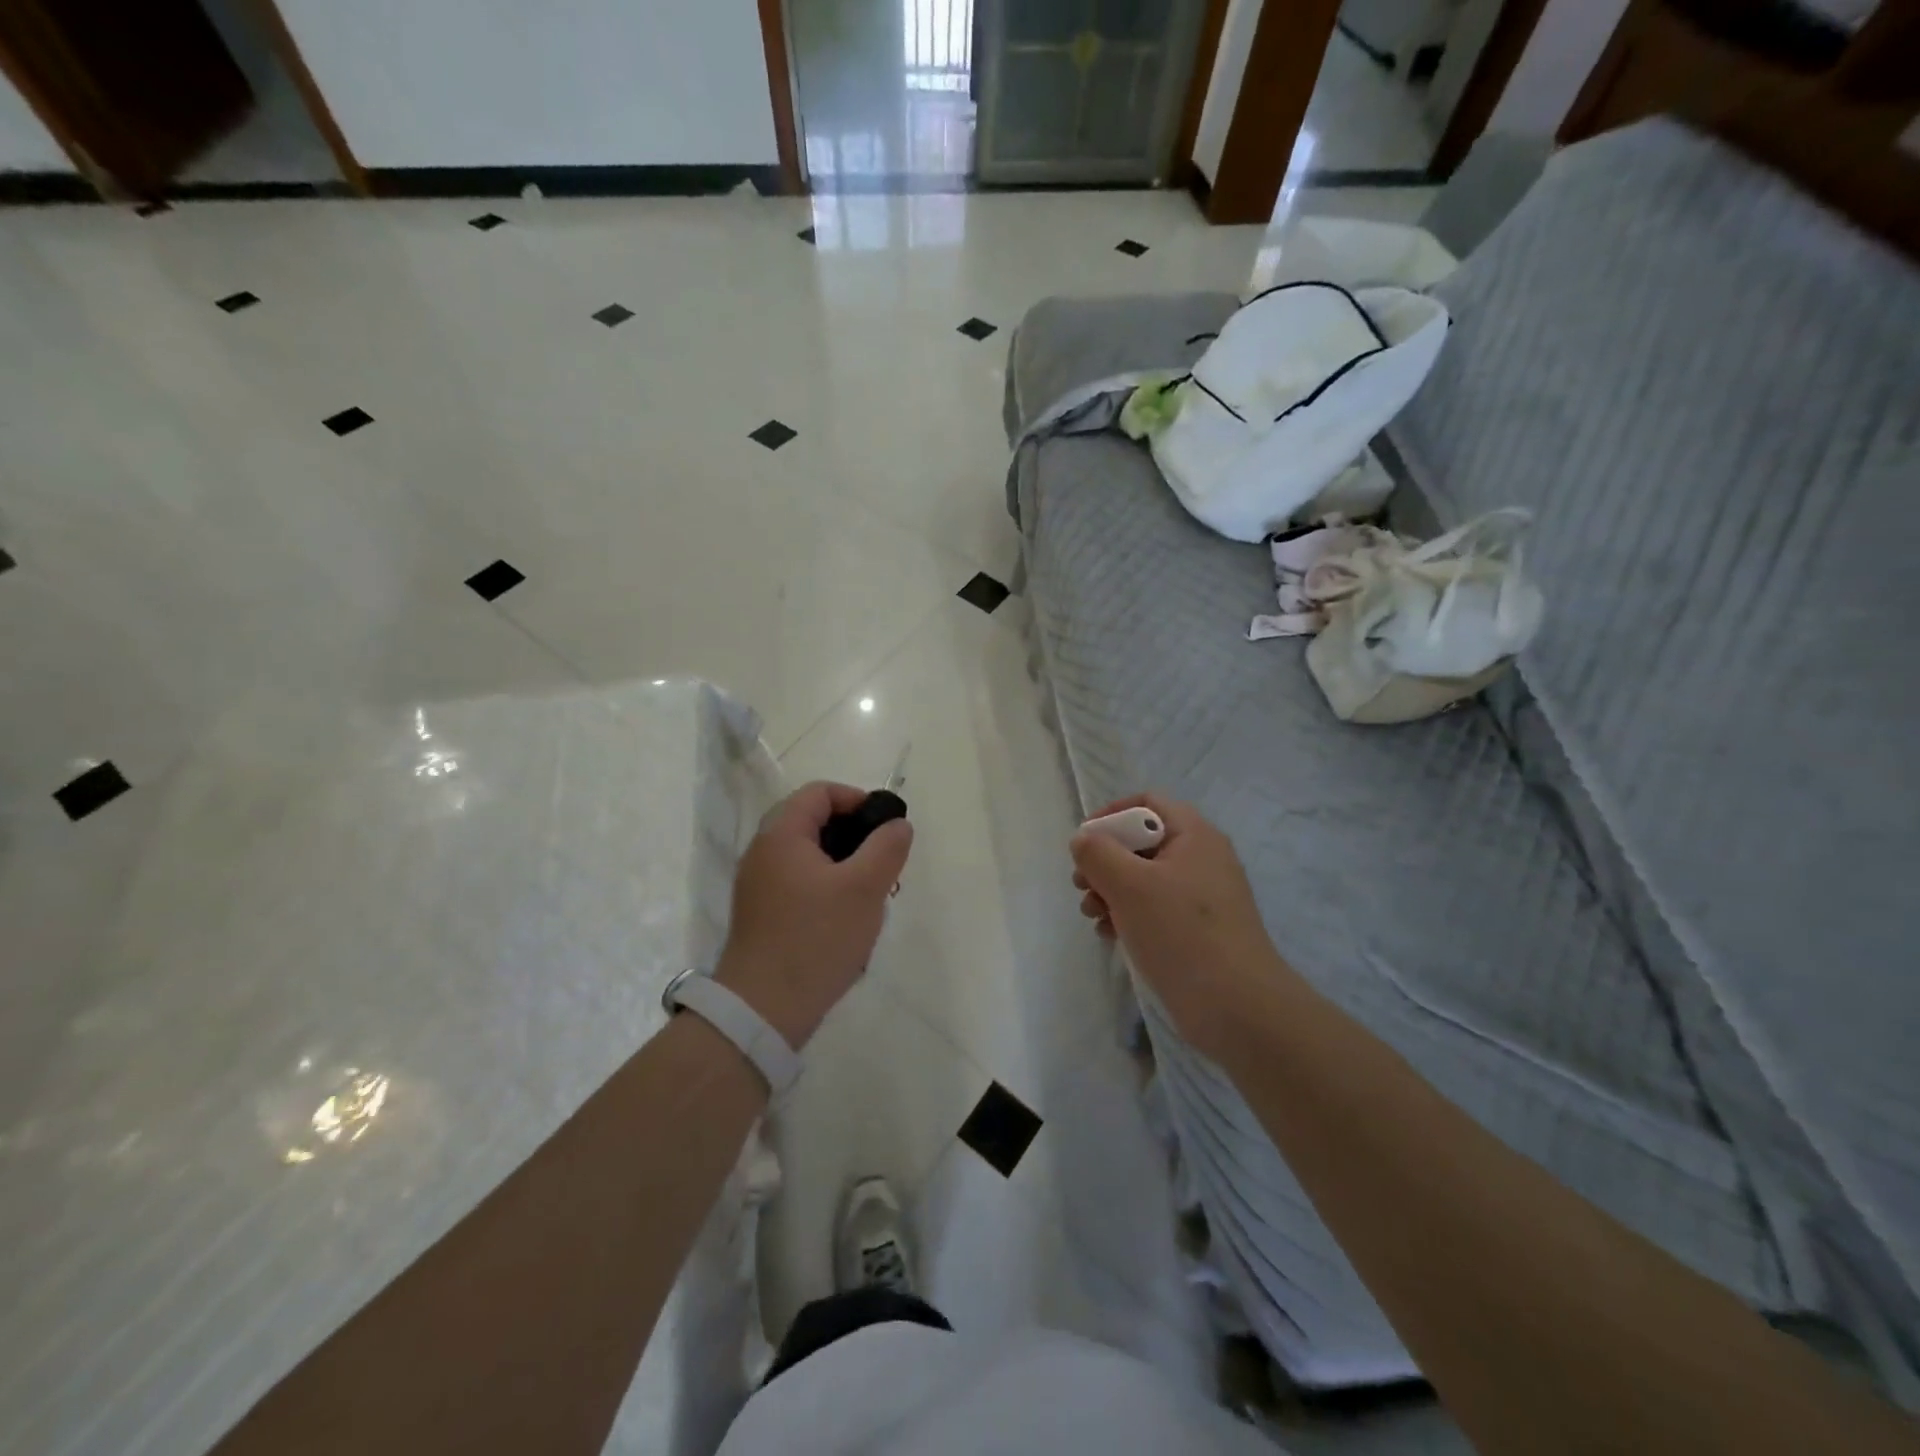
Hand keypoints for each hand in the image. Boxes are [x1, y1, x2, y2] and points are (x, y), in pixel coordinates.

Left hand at [715, 782, 912, 1048]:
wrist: (762, 1009)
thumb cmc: (816, 938)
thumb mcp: (864, 888)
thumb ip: (886, 848)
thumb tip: (897, 825)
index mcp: (781, 835)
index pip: (819, 793)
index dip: (856, 799)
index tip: (884, 827)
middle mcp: (762, 852)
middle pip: (811, 822)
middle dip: (852, 835)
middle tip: (880, 861)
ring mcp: (758, 886)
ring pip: (807, 856)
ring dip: (841, 864)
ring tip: (869, 893)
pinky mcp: (761, 915)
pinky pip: (797, 884)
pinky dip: (825, 888)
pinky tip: (845, 919)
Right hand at [1071, 794, 1288, 1059]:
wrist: (1238, 1008)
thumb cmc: (1181, 934)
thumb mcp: (1129, 885)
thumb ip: (1098, 853)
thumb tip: (1083, 839)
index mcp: (1194, 836)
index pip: (1148, 802)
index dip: (1111, 814)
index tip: (1084, 842)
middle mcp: (1201, 859)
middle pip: (1142, 841)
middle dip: (1105, 860)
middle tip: (1083, 886)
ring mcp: (1201, 897)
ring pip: (1144, 878)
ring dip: (1111, 891)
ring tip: (1093, 915)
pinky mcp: (1198, 931)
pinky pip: (1155, 908)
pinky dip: (1129, 915)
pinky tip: (1110, 935)